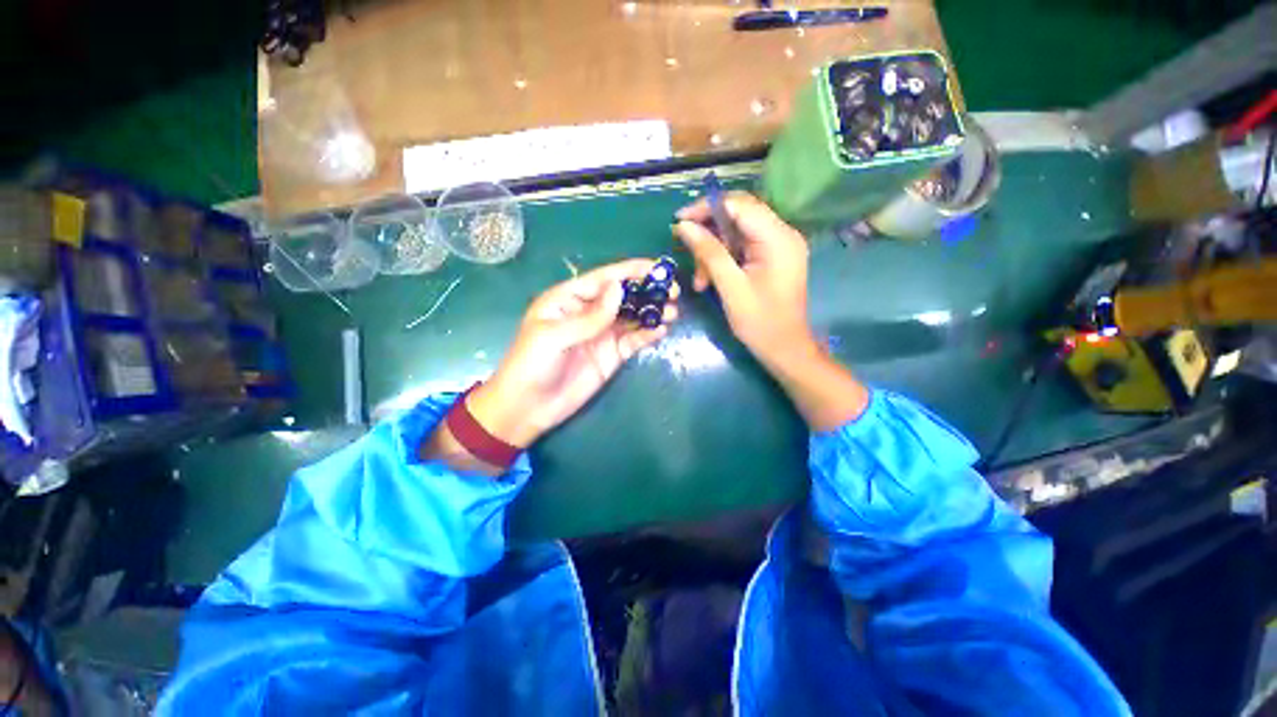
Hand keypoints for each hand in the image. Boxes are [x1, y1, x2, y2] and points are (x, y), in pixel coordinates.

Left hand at [468, 259, 678, 447]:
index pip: (604, 279)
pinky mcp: (611, 355)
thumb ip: (589, 316)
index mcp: (568, 299)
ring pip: (632, 317)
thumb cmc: (531, 365)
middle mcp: (588, 313)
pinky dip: (648, 334)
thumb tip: (619, 288)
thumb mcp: (554, 336)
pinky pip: (633, 340)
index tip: (658, 268)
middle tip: (673, 291)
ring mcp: (602, 335)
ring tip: (673, 311)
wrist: (528, 408)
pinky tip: (662, 330)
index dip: (630, 271)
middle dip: (648, 291)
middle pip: (622, 296)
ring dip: (652, 312)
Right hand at [674, 192, 867, 428]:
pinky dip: (722, 260)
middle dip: (709, 234)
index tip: (679, 222)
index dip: (706, 208)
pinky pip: (741, 247)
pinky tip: (709, 281)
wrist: (785, 349)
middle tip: (686, 252)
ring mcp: (778, 246)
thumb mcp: (731, 287)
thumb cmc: (760, 323)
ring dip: (713, 253)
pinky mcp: (771, 258)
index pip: (739, 205)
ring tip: (700, 281)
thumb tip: (683, 226)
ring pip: (735, 234)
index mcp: (778, 238)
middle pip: (737, 216)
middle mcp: (782, 234)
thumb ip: (709, 253)